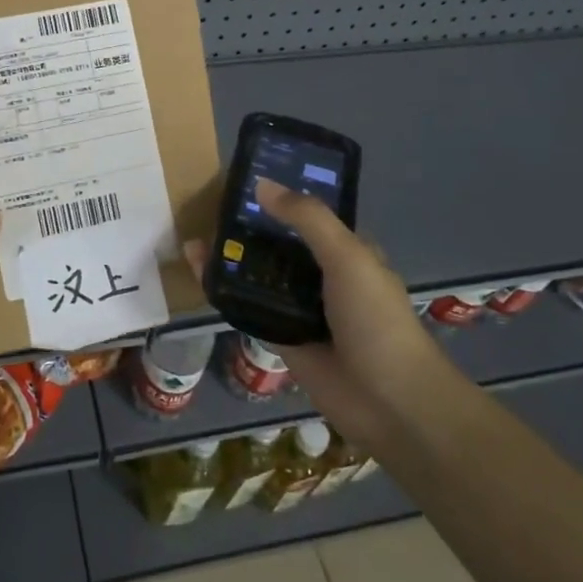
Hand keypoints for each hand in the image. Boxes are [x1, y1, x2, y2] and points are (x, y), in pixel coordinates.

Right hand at [186, 178, 438, 450]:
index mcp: (346, 252)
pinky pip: (247, 308)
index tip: (245, 179)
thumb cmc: (375, 319)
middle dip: (248, 228)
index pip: (309, 216)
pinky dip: (224, 291)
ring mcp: (300, 309)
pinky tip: (198, 273)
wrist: (388, 401)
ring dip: (232, 259)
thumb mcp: (347, 256)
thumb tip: (261, 183)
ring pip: (259, 276)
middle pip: (278, 245)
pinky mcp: (280, 338)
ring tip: (194, 235)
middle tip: (207, 206)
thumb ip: (306, 219)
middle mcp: (322, 277)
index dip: (281, 197)